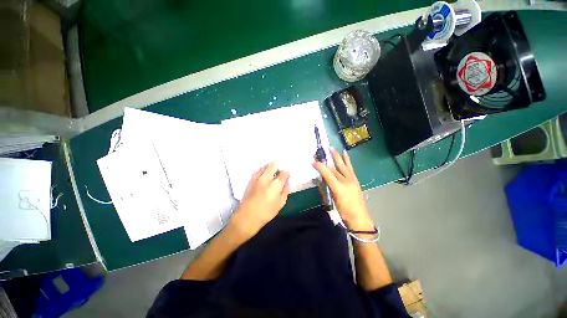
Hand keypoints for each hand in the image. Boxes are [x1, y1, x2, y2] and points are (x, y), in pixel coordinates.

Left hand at [230, 162, 289, 237]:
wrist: (247, 217)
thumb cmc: (266, 212)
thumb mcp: (281, 204)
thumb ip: (285, 191)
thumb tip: (287, 182)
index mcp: (275, 185)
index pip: (284, 173)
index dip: (286, 173)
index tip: (286, 176)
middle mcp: (266, 178)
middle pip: (273, 165)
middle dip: (278, 168)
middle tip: (279, 174)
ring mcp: (257, 178)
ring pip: (265, 166)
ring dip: (270, 168)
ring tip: (271, 174)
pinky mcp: (251, 180)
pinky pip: (258, 170)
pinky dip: (262, 170)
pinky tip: (264, 175)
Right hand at [313, 149, 373, 230]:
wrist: (359, 217)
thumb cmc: (343, 212)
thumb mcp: (331, 201)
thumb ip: (325, 189)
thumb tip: (319, 179)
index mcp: (338, 188)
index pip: (327, 174)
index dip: (320, 167)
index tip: (313, 162)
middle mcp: (345, 181)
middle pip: (334, 169)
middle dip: (326, 160)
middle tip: (319, 153)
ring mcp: (351, 179)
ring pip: (342, 165)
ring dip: (336, 156)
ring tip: (331, 149)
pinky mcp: (355, 180)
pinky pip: (350, 167)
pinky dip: (347, 160)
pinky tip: (344, 153)